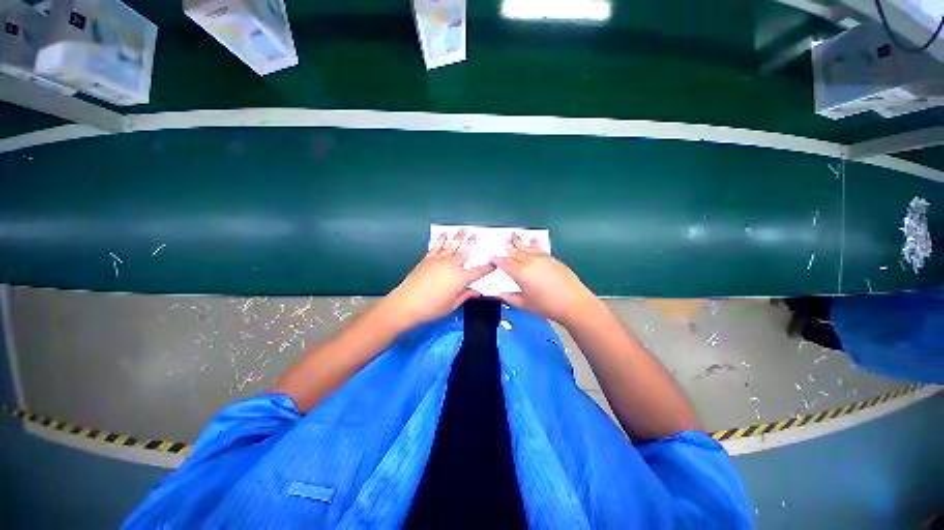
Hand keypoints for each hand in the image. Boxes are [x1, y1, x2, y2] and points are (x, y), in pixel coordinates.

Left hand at [377, 230, 494, 331]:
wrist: (407, 303)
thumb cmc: (431, 308)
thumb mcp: (452, 305)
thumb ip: (465, 296)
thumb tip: (476, 292)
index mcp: (460, 279)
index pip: (478, 271)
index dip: (487, 267)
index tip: (493, 262)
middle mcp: (451, 266)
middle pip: (465, 252)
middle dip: (471, 243)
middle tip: (476, 235)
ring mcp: (439, 260)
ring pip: (452, 246)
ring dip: (458, 237)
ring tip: (463, 230)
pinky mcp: (427, 259)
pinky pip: (436, 246)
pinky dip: (441, 239)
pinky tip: (445, 234)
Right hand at [492, 233, 598, 325]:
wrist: (573, 302)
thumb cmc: (546, 305)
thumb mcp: (524, 304)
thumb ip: (510, 298)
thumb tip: (499, 294)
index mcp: (520, 272)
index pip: (504, 263)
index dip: (496, 260)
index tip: (491, 258)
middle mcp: (529, 262)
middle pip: (515, 252)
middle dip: (508, 247)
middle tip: (503, 241)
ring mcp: (542, 258)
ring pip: (527, 247)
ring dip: (519, 241)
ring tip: (513, 235)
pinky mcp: (552, 259)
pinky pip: (539, 248)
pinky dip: (534, 244)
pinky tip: (532, 240)